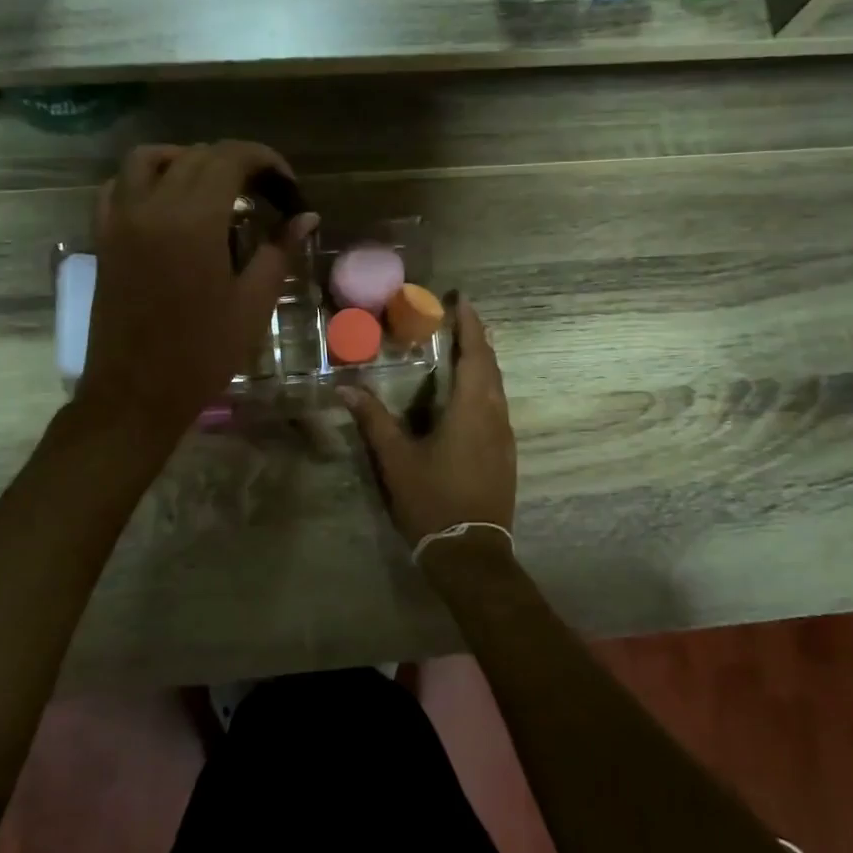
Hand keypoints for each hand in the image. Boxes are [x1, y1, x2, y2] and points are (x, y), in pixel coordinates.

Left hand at [77, 141, 317, 440]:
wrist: (136, 393)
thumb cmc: (202, 353)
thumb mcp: (253, 303)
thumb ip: (278, 250)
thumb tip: (306, 217)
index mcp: (193, 219)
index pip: (230, 158)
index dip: (265, 161)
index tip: (287, 187)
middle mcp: (151, 206)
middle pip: (195, 155)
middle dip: (236, 163)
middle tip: (264, 196)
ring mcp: (120, 219)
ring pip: (149, 160)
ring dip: (186, 160)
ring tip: (215, 188)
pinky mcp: (103, 238)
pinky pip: (118, 187)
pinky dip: (146, 180)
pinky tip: (168, 204)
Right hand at [339, 296, 516, 546]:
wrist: (471, 552)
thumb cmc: (432, 500)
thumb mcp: (396, 459)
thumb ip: (374, 420)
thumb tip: (346, 388)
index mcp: (471, 410)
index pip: (475, 355)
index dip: (471, 325)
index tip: (462, 300)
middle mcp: (494, 416)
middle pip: (490, 367)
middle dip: (477, 339)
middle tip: (459, 317)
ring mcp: (504, 437)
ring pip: (497, 387)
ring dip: (483, 363)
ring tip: (463, 347)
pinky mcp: (505, 454)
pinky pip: (497, 406)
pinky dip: (484, 387)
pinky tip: (468, 394)